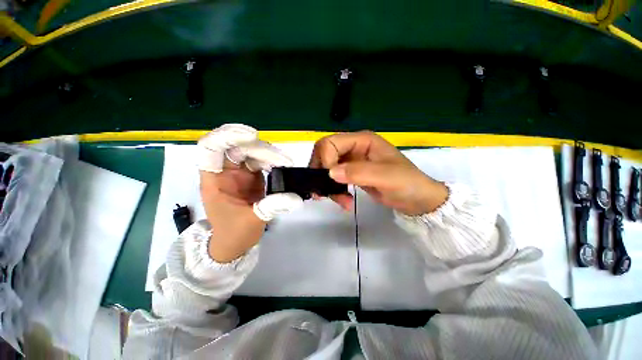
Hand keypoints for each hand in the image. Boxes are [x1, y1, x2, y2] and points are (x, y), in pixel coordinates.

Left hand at [198, 124, 302, 261]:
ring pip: (251, 153)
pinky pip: (261, 161)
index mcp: (214, 180)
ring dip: (269, 154)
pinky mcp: (251, 176)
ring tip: (286, 163)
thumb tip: (296, 198)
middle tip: (281, 160)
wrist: (235, 242)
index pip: (211, 149)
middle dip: (258, 149)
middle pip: (237, 148)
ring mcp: (239, 173)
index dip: (227, 137)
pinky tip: (283, 165)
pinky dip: (272, 161)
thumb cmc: (235, 233)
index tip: (251, 135)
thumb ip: (273, 206)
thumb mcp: (252, 221)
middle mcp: (224, 172)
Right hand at [309, 131, 447, 215]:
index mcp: (362, 140)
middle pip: (324, 155)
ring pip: (327, 169)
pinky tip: (345, 202)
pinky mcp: (351, 175)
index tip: (330, 179)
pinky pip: (334, 180)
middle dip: (322, 174)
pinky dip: (335, 191)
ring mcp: (351, 162)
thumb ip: (358, 172)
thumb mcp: (386, 177)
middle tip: (325, 192)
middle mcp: (354, 148)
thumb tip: (330, 173)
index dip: (325, 160)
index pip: (330, 143)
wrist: (416, 200)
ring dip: (329, 186)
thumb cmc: (406, 183)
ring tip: (342, 201)